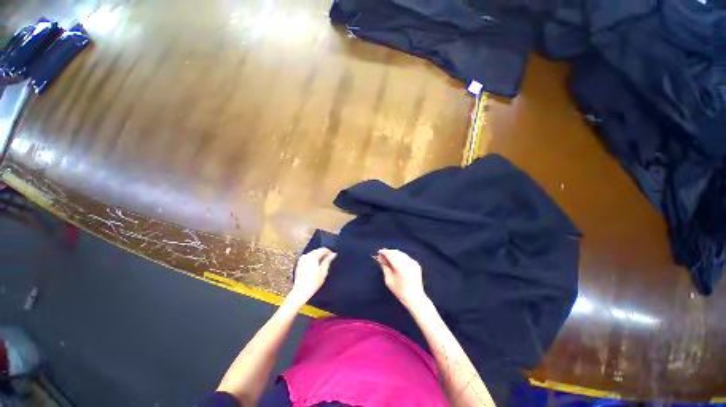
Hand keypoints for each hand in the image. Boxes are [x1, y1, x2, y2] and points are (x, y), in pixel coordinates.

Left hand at [288, 248, 336, 304]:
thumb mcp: (323, 271)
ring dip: (318, 257)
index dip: (329, 252)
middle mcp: (306, 256)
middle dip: (324, 254)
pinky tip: (316, 267)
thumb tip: (333, 255)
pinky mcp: (299, 264)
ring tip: (323, 265)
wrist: (301, 291)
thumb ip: (328, 261)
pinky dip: (313, 260)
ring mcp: (301, 260)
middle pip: (317, 251)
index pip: (323, 249)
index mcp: (312, 256)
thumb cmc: (313, 282)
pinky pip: (308, 258)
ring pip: (313, 254)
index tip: (333, 257)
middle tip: (329, 261)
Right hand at [376, 249, 427, 308]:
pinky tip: (396, 260)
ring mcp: (413, 262)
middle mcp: (407, 262)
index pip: (390, 255)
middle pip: (396, 252)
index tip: (379, 252)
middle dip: (388, 252)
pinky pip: (406, 257)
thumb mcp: (388, 280)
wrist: (415, 297)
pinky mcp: (416, 264)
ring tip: (388, 257)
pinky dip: (400, 256)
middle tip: (382, 254)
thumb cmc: (399, 291)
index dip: (384, 252)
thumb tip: (381, 258)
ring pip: (401, 253)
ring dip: (394, 253)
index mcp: (400, 266)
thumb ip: (385, 267)